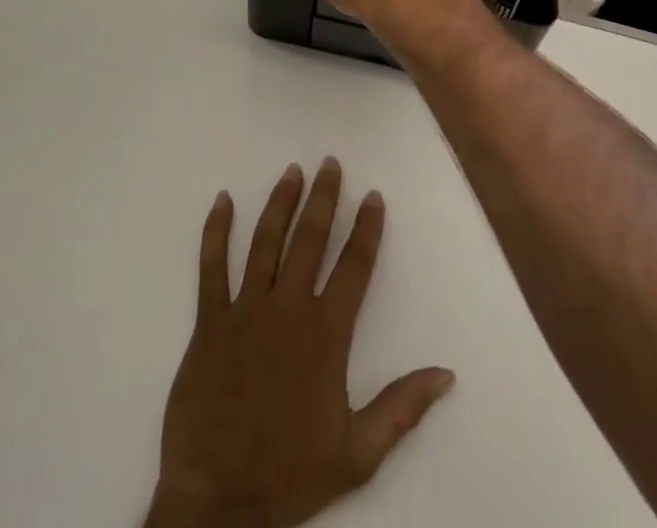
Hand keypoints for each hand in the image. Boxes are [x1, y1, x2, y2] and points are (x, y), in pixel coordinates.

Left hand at [145, 159, 455, 527]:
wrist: (218, 502)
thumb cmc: (290, 474)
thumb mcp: (358, 453)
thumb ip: (402, 407)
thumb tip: (446, 374)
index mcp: (326, 334)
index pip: (354, 266)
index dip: (367, 228)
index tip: (374, 196)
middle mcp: (288, 308)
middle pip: (310, 239)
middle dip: (324, 198)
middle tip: (330, 163)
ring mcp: (246, 310)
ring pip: (266, 241)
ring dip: (280, 203)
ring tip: (292, 171)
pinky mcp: (210, 321)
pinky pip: (212, 267)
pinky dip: (216, 231)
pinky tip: (222, 201)